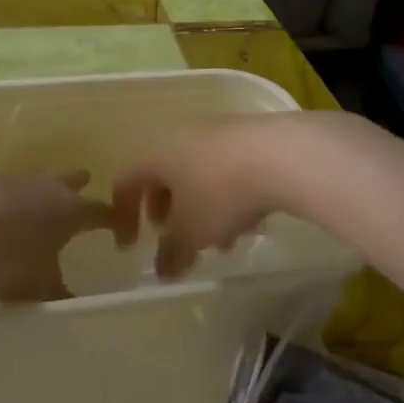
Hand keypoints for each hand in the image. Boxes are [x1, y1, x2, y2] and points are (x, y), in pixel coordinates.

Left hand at [0, 171, 112, 302]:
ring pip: (33, 182)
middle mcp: (46, 188)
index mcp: (71, 211)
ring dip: (37, 192)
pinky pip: (0, 190)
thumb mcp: (38, 288)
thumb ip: (57, 295)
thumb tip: (73, 305)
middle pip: (69, 180)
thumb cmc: (10, 257)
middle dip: (77, 185)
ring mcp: (12, 180)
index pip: (102, 212)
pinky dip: (3, 201)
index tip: (119, 233)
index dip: (113, 222)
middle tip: (82, 188)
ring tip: (33, 208)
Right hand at [113, 114, 320, 278]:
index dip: (123, 217)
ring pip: (197, 173)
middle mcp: (181, 137)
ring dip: (201, 207)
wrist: (281, 154)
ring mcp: (216, 132)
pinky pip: (225, 167)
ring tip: (220, 240)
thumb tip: (163, 270)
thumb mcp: (193, 232)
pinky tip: (248, 220)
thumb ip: (173, 253)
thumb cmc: (221, 193)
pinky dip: (226, 194)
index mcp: (157, 155)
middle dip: (167, 211)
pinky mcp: (247, 135)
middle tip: (176, 238)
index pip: (126, 183)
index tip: (131, 248)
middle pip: (163, 175)